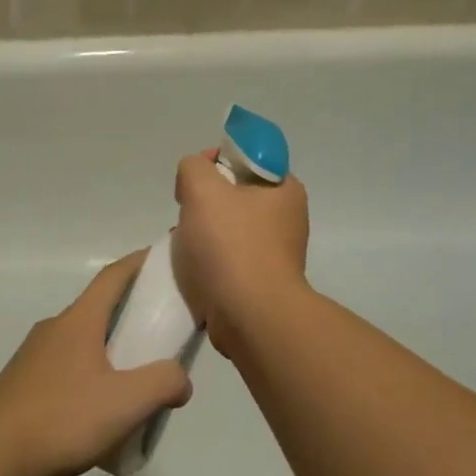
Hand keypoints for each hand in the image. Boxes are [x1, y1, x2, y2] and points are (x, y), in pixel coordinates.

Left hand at [0, 251, 192, 475]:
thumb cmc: (62, 419)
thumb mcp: (125, 403)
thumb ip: (162, 384)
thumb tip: (181, 379)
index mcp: (79, 321)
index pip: (113, 276)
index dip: (138, 263)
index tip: (162, 257)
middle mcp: (54, 328)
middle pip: (98, 308)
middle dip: (129, 312)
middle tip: (160, 331)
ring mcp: (34, 355)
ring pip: (81, 340)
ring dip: (108, 347)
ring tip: (133, 378)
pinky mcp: (22, 383)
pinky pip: (65, 366)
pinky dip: (88, 373)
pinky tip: (97, 409)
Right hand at [172, 151, 311, 351]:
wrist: (250, 318)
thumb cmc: (231, 245)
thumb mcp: (202, 188)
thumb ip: (193, 167)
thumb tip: (195, 177)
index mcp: (286, 189)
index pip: (248, 157)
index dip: (217, 160)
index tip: (196, 179)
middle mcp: (288, 218)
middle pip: (235, 193)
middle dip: (205, 201)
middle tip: (188, 213)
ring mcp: (277, 253)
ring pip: (229, 228)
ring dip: (203, 233)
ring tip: (187, 245)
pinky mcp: (263, 282)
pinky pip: (229, 259)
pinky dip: (210, 261)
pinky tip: (195, 269)